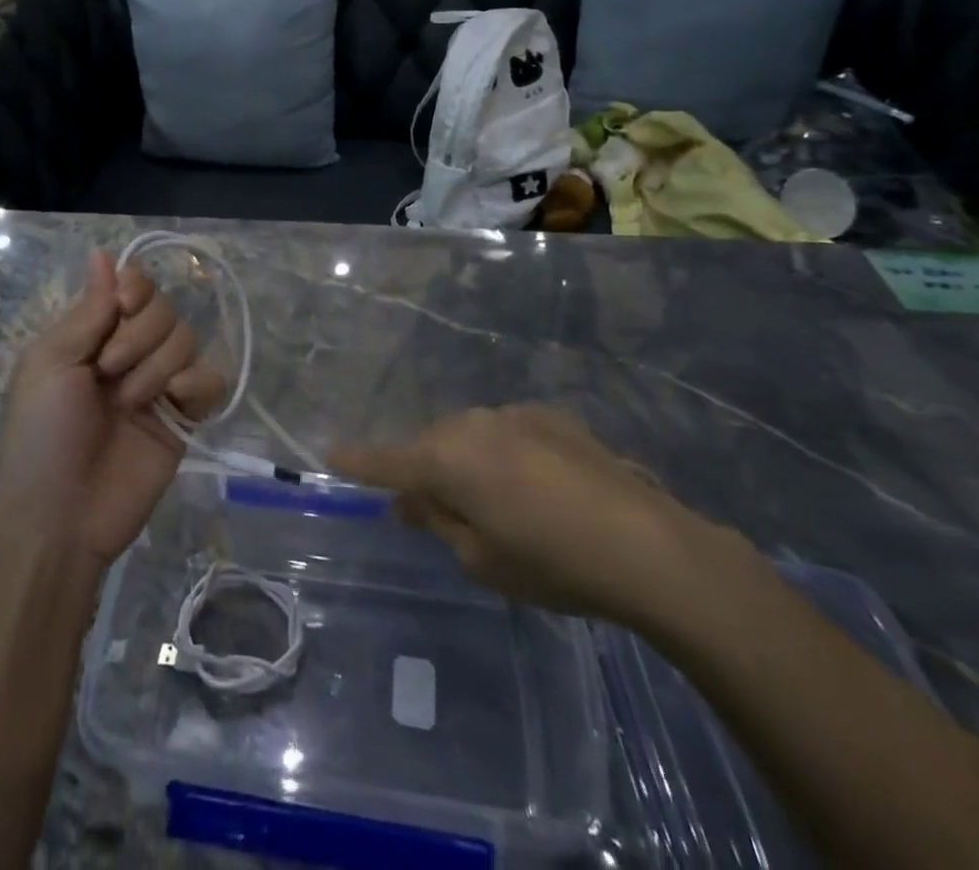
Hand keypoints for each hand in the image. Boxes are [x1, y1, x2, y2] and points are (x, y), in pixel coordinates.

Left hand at [0, 250, 224, 567]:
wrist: (59, 516)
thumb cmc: (41, 433)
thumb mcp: (51, 362)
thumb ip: (88, 309)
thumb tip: (102, 252)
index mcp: (93, 334)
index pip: (133, 285)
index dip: (136, 287)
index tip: (123, 307)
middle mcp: (129, 351)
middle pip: (164, 308)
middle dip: (139, 336)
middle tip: (108, 372)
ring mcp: (158, 384)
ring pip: (187, 339)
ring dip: (157, 365)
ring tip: (130, 403)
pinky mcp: (184, 418)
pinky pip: (210, 380)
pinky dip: (195, 384)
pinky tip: (174, 404)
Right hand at [330, 405, 731, 626]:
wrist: (649, 545)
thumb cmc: (553, 563)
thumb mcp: (482, 560)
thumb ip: (438, 521)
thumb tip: (413, 499)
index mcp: (447, 460)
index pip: (387, 461)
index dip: (357, 460)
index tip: (329, 452)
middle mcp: (472, 424)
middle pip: (430, 446)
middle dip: (424, 472)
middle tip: (434, 511)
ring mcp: (513, 414)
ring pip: (467, 435)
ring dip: (465, 461)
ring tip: (493, 501)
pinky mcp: (550, 416)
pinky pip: (505, 432)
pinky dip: (502, 454)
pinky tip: (536, 487)